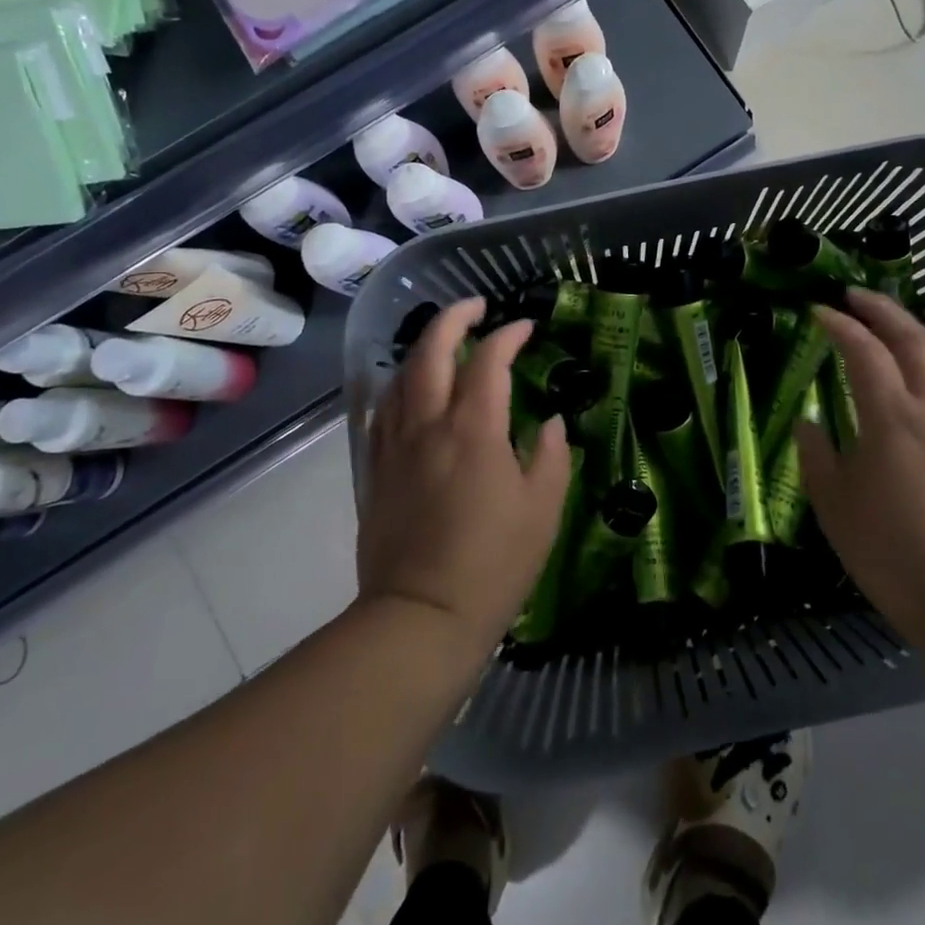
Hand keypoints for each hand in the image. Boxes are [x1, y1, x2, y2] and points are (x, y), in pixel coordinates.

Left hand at [359, 298, 571, 654]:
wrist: (420, 618)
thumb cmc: (494, 565)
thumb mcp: (542, 510)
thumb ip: (549, 456)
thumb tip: (549, 422)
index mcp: (474, 430)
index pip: (489, 361)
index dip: (508, 336)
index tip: (526, 328)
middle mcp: (428, 425)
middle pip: (431, 352)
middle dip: (453, 318)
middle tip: (475, 306)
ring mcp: (395, 446)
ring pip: (400, 376)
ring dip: (422, 348)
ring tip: (443, 342)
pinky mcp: (375, 470)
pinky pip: (381, 411)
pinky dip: (396, 386)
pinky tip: (406, 389)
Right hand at [798, 290, 924, 628]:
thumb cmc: (892, 552)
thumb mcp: (836, 506)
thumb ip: (818, 457)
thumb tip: (809, 424)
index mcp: (892, 418)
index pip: (864, 352)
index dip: (840, 326)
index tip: (819, 312)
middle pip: (913, 339)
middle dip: (882, 310)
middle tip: (856, 296)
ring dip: (920, 329)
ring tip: (899, 325)